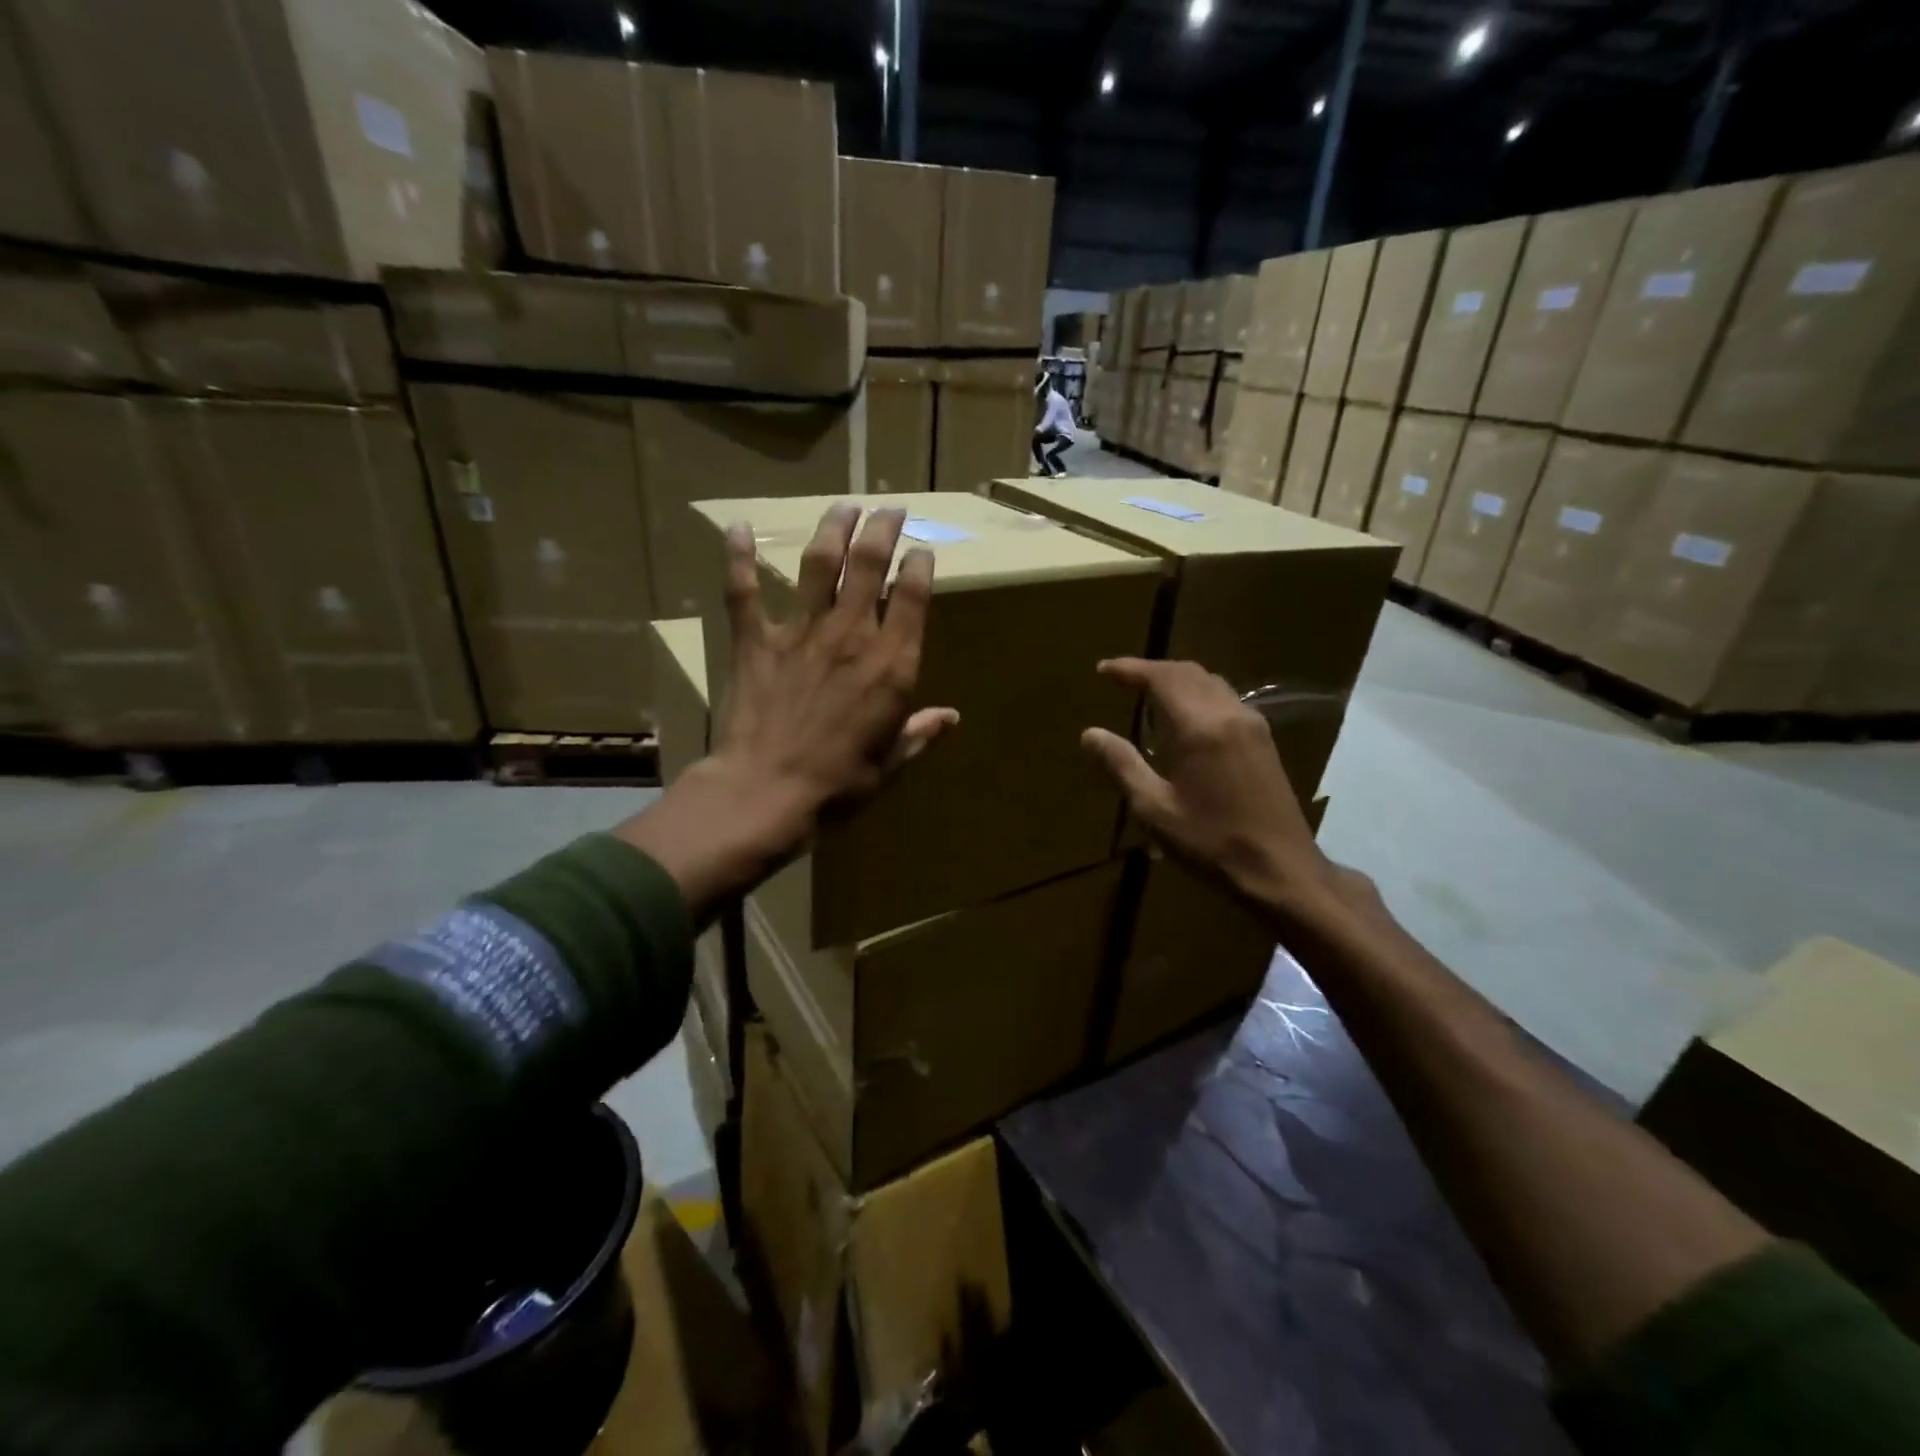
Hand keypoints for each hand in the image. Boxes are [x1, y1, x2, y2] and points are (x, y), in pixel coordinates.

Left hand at [619, 505, 956, 917]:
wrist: (768, 789)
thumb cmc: (840, 782)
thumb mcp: (891, 761)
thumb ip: (919, 732)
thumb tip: (951, 718)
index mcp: (892, 663)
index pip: (912, 598)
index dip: (919, 566)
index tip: (922, 550)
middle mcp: (851, 634)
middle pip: (869, 565)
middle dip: (883, 530)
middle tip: (889, 508)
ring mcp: (801, 632)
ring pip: (819, 564)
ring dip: (833, 529)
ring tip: (844, 507)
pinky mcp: (756, 641)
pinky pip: (744, 592)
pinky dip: (739, 559)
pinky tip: (738, 527)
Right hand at [1080, 658, 1348, 929]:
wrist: (1281, 870)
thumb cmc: (1210, 842)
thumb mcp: (1154, 809)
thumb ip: (1121, 766)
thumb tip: (1090, 733)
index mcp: (1200, 727)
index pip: (1161, 678)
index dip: (1130, 669)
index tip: (1103, 671)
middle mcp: (1229, 714)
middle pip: (1188, 673)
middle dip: (1153, 670)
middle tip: (1122, 678)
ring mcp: (1253, 725)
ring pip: (1211, 682)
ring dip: (1178, 679)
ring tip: (1149, 692)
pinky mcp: (1264, 741)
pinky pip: (1226, 699)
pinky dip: (1198, 693)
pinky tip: (1186, 717)